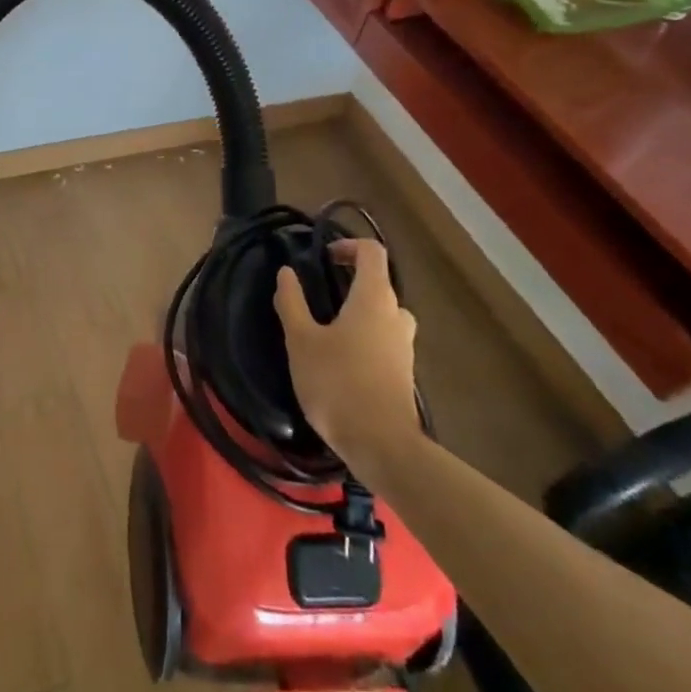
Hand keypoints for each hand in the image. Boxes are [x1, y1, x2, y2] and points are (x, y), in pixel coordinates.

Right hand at [274, 239, 420, 458]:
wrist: (381, 445)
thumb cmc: (337, 383)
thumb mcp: (302, 340)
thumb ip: (292, 302)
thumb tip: (286, 272)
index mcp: (373, 298)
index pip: (372, 252)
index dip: (348, 246)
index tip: (323, 257)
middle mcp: (396, 315)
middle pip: (379, 283)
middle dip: (350, 282)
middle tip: (319, 295)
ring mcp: (405, 346)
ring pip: (384, 314)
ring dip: (359, 312)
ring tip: (328, 328)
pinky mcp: (404, 372)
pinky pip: (385, 340)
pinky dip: (366, 338)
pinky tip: (341, 360)